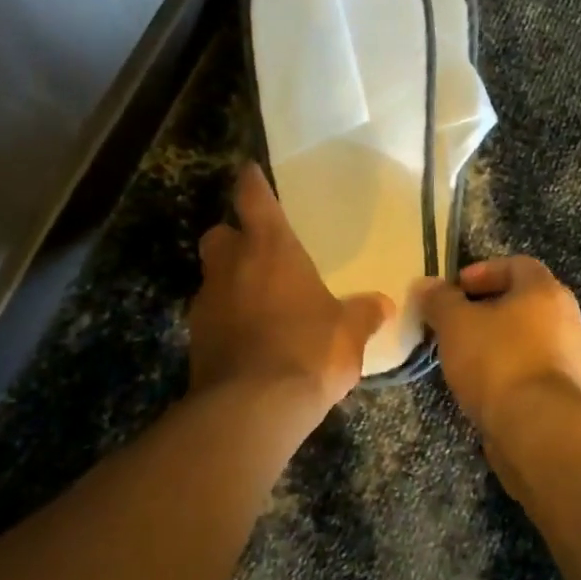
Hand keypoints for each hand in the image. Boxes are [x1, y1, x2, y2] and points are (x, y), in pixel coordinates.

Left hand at [189, 163, 393, 416]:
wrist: (253, 408)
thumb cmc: (309, 351)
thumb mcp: (349, 333)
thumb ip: (364, 313)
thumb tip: (384, 304)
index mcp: (271, 250)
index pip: (254, 199)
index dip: (251, 183)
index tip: (249, 171)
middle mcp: (232, 267)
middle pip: (219, 235)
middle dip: (234, 238)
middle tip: (258, 252)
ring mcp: (207, 303)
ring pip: (213, 277)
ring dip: (231, 282)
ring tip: (260, 302)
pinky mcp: (196, 339)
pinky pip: (212, 316)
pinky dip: (227, 319)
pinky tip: (251, 339)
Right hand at [415, 256, 580, 437]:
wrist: (539, 428)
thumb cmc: (497, 361)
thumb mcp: (456, 324)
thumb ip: (440, 300)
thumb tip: (425, 284)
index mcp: (546, 292)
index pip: (518, 265)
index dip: (484, 271)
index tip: (456, 288)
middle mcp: (568, 319)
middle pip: (526, 302)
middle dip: (489, 309)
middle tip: (458, 322)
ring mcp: (574, 358)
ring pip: (531, 338)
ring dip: (501, 341)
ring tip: (468, 357)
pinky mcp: (570, 393)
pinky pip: (536, 369)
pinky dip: (512, 370)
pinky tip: (487, 387)